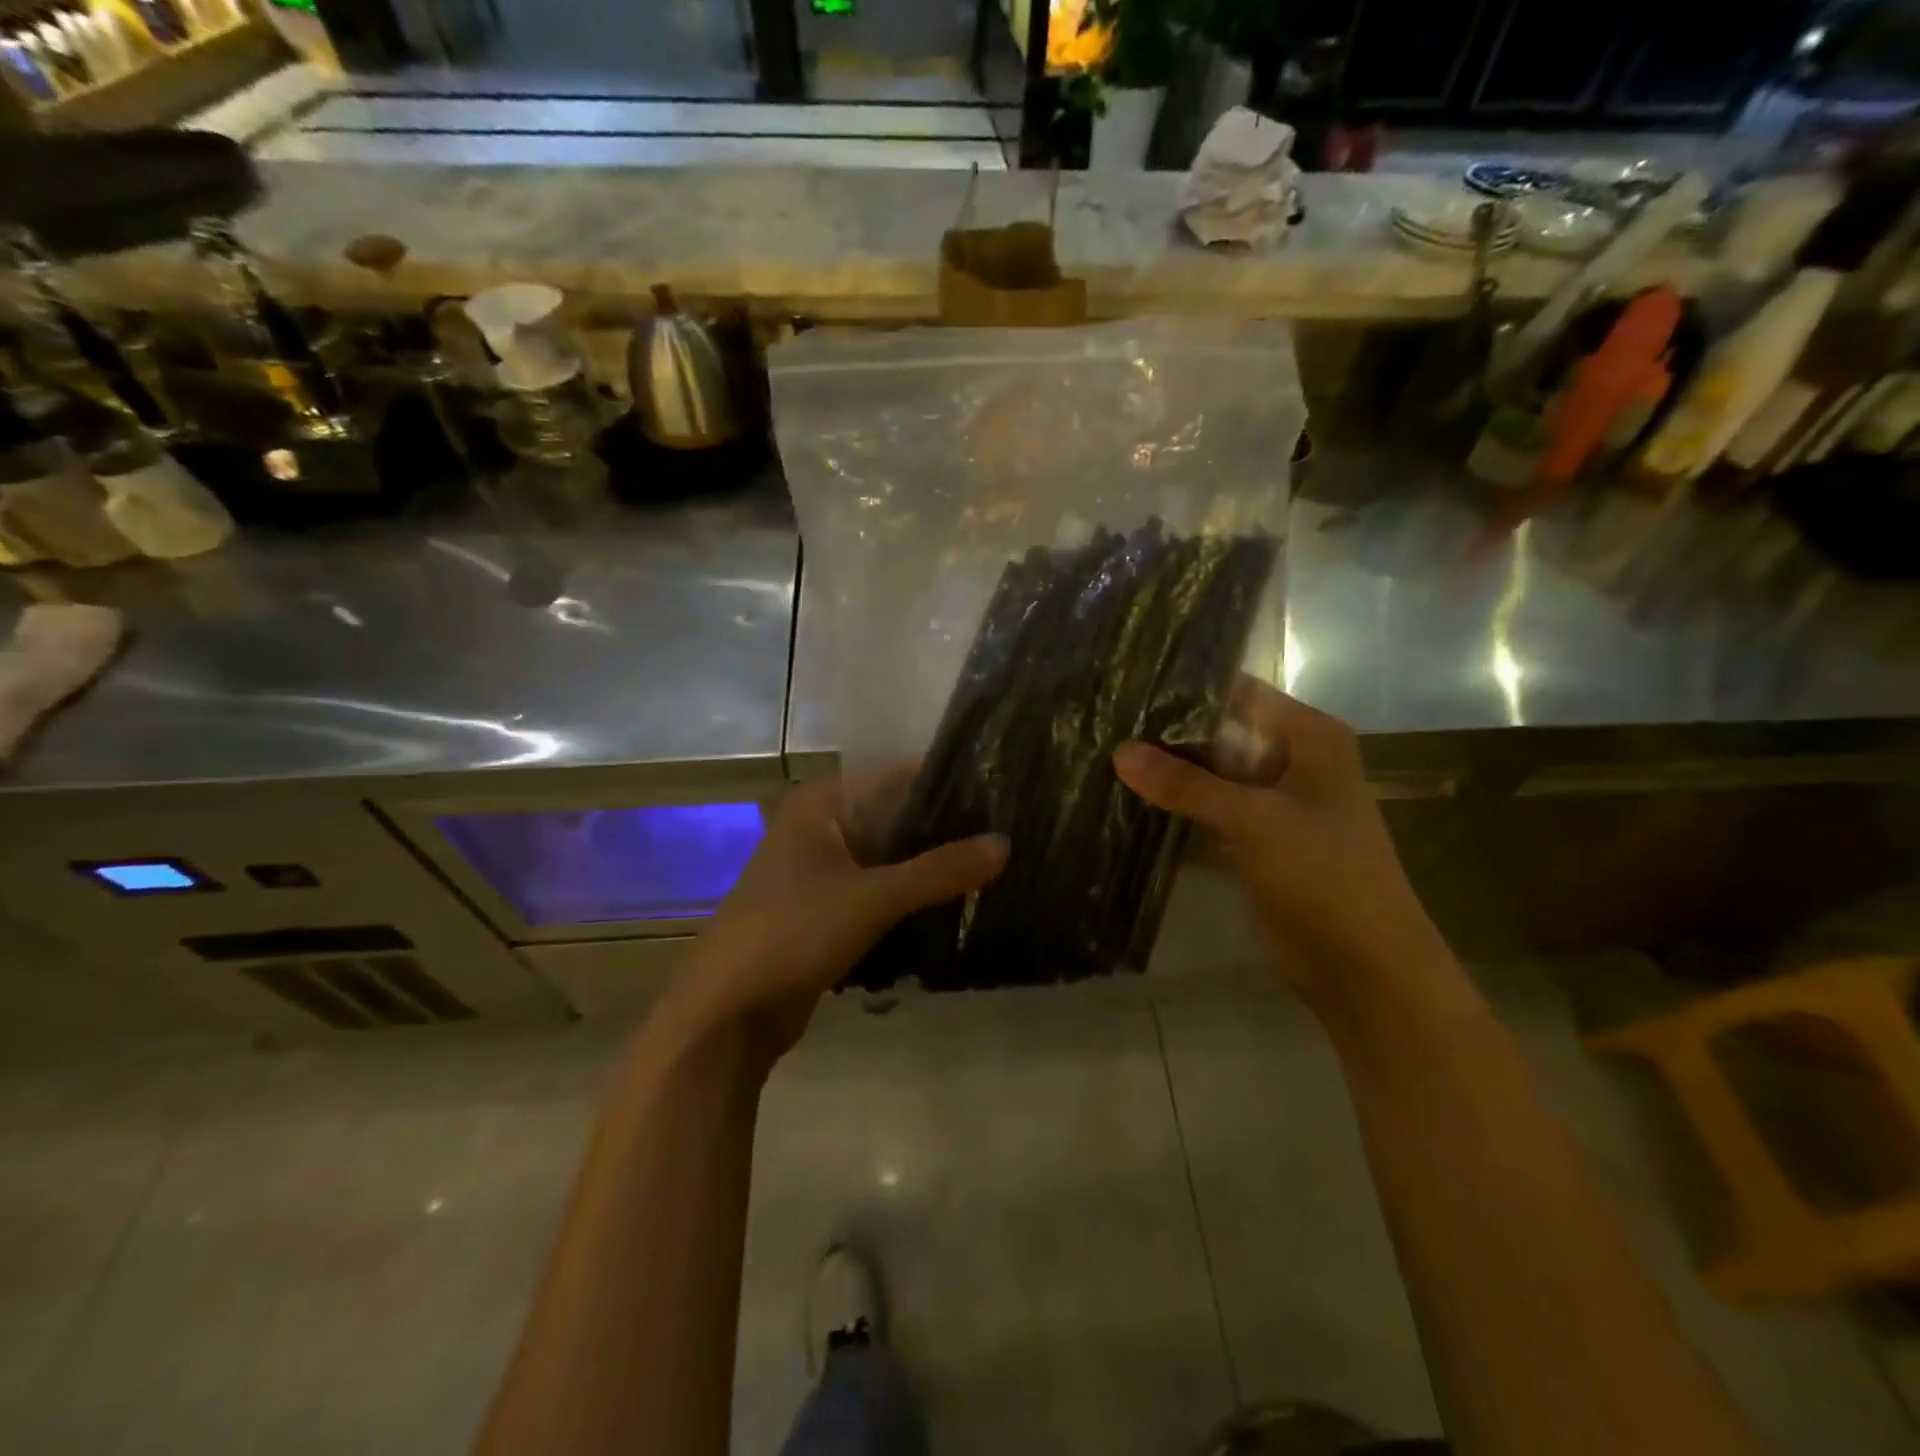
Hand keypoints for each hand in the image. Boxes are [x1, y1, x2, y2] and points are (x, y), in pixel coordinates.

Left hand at [660, 782, 1007, 1059]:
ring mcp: (821, 870)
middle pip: (896, 819)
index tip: (1002, 797)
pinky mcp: (826, 910)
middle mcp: (821, 827)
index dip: (948, 786)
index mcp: (822, 804)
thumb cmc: (793, 933)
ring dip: (931, 868)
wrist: (727, 1013)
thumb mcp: (873, 897)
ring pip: (890, 858)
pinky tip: (957, 904)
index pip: (898, 777)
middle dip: (945, 832)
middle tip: (1008, 836)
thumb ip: (940, 870)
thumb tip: (1006, 843)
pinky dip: (911, 897)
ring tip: (994, 868)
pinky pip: (879, 891)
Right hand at [1112, 678, 1448, 1009]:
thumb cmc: (1324, 873)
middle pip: (1220, 736)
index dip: (1187, 691)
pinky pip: (1208, 816)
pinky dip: (1177, 814)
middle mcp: (1292, 763)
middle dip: (1168, 736)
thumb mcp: (1254, 819)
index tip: (1129, 688)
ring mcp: (1273, 805)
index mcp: (1309, 738)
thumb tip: (1119, 751)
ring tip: (1105, 759)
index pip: (1239, 694)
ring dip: (1169, 777)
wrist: (1363, 966)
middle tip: (1106, 725)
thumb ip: (1185, 784)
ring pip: (1211, 778)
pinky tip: (1128, 806)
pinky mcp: (1255, 843)